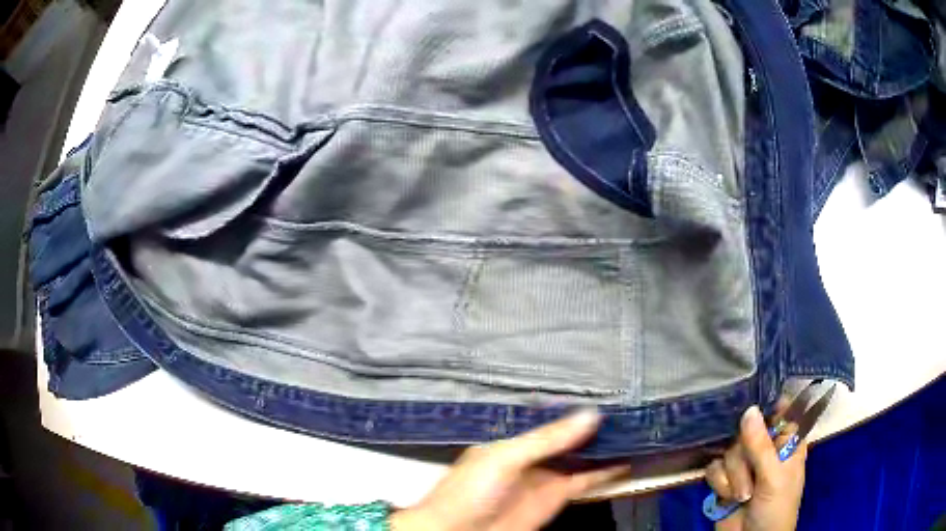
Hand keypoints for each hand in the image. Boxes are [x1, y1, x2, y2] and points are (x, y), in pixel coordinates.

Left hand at [390, 409, 630, 530]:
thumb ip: (548, 439)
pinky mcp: (558, 496)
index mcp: (514, 440)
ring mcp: (547, 476)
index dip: (576, 409)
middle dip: (595, 426)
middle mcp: (533, 455)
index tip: (608, 392)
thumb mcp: (505, 458)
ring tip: (634, 427)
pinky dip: (606, 472)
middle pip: (570, 437)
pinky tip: (627, 459)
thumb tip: (591, 414)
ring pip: (582, 457)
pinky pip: (587, 480)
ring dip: (604, 446)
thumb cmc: (472, 489)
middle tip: (628, 407)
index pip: (551, 420)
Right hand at [705, 403, 806, 530]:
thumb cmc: (776, 508)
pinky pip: (714, 468)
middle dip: (745, 456)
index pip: (778, 411)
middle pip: (746, 430)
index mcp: (786, 442)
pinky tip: (727, 497)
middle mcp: (765, 449)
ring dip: (733, 476)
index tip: (752, 406)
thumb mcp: (774, 477)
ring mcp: (744, 465)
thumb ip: (761, 446)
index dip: (766, 407)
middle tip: (753, 472)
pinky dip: (719, 484)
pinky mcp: (724, 479)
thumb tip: (749, 409)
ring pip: (729, 451)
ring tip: (743, 495)